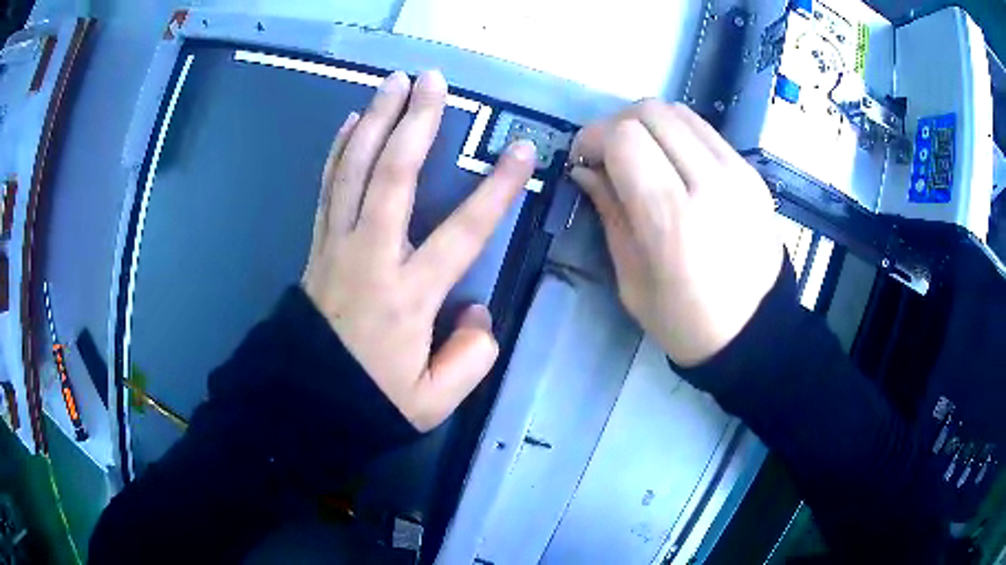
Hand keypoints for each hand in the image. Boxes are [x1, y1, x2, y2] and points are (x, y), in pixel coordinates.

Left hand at [303, 70, 535, 430]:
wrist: (304, 400)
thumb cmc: (370, 400)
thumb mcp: (433, 400)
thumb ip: (470, 357)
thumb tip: (477, 310)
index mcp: (408, 296)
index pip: (463, 232)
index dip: (496, 189)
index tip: (521, 151)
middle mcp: (371, 256)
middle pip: (393, 175)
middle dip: (416, 122)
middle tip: (434, 81)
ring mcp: (337, 244)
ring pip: (354, 169)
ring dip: (375, 120)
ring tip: (393, 82)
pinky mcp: (317, 243)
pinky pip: (328, 186)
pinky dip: (339, 149)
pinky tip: (350, 121)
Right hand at [570, 100, 784, 366]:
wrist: (755, 332)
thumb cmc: (685, 321)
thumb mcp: (631, 279)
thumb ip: (608, 212)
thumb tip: (585, 170)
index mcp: (672, 217)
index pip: (623, 137)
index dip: (592, 138)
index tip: (583, 161)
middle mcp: (710, 181)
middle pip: (650, 111)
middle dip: (616, 124)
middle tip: (608, 155)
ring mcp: (738, 172)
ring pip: (679, 112)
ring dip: (648, 124)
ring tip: (641, 155)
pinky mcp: (753, 173)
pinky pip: (705, 130)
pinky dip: (678, 134)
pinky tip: (674, 163)